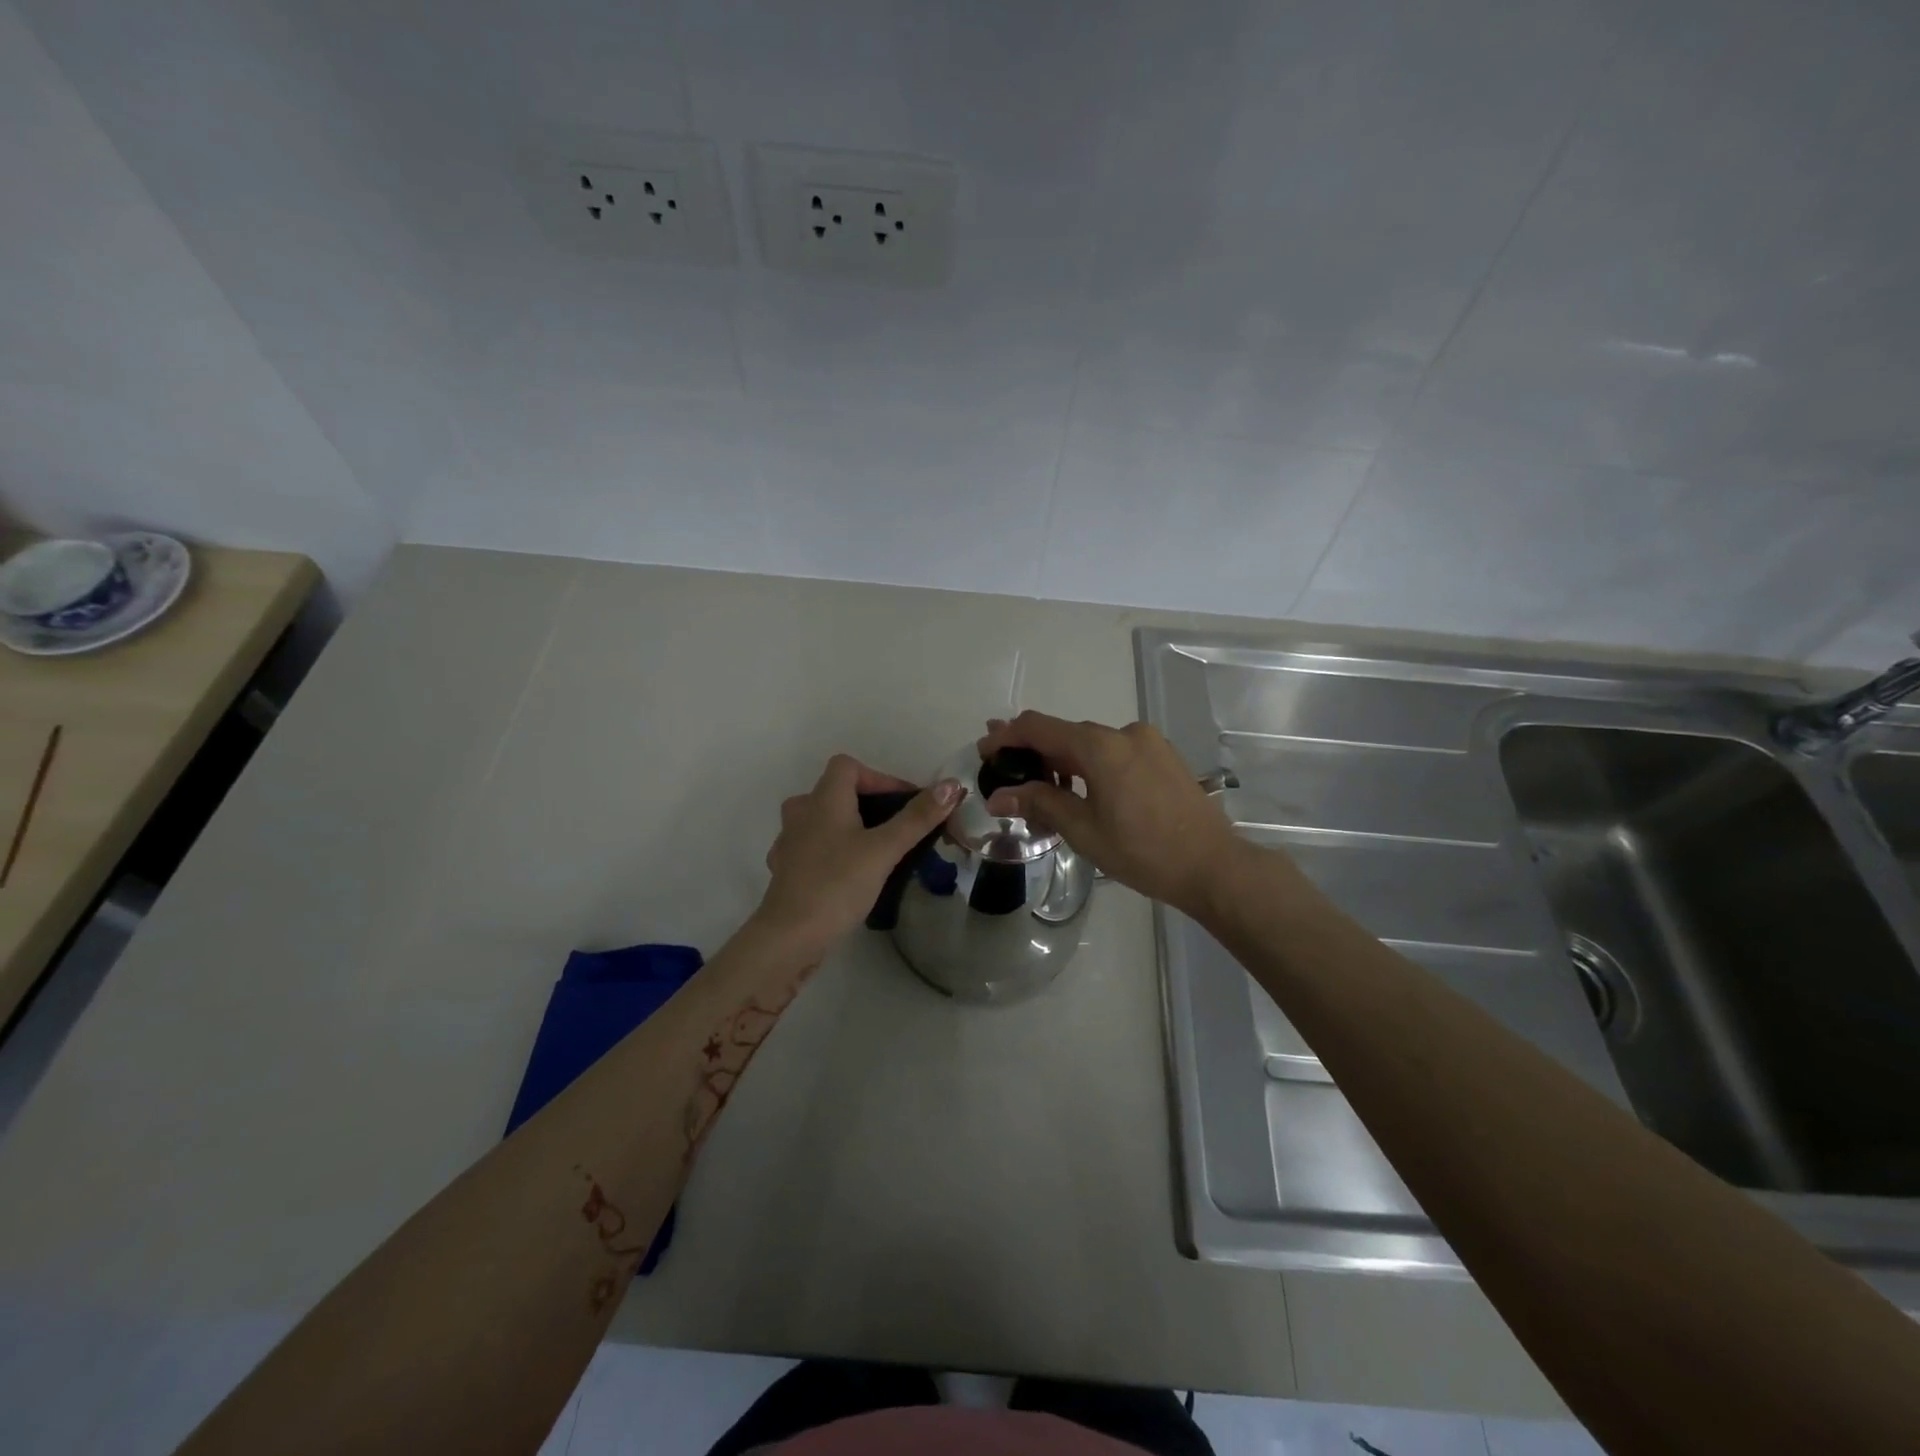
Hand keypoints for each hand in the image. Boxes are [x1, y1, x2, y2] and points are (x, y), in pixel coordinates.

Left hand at [754, 754, 962, 958]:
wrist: (790, 936)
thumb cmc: (838, 883)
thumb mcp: (885, 849)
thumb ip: (917, 817)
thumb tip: (952, 785)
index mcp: (823, 799)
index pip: (848, 766)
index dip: (880, 778)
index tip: (905, 805)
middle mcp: (801, 812)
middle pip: (836, 791)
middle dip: (869, 805)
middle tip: (897, 830)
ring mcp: (789, 842)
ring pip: (823, 820)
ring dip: (849, 827)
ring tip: (877, 851)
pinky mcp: (786, 870)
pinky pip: (813, 847)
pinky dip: (834, 851)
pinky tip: (850, 874)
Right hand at [978, 711, 1241, 917]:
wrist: (1213, 865)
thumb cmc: (1143, 851)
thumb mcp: (1083, 830)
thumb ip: (1039, 803)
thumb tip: (998, 795)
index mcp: (1100, 746)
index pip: (1039, 728)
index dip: (1007, 736)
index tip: (984, 750)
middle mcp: (1124, 732)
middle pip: (1066, 734)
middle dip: (1033, 751)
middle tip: (1006, 772)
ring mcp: (1148, 742)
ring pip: (1091, 744)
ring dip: (1062, 761)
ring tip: (1041, 791)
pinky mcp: (1163, 757)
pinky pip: (1115, 752)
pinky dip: (1090, 766)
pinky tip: (1082, 791)